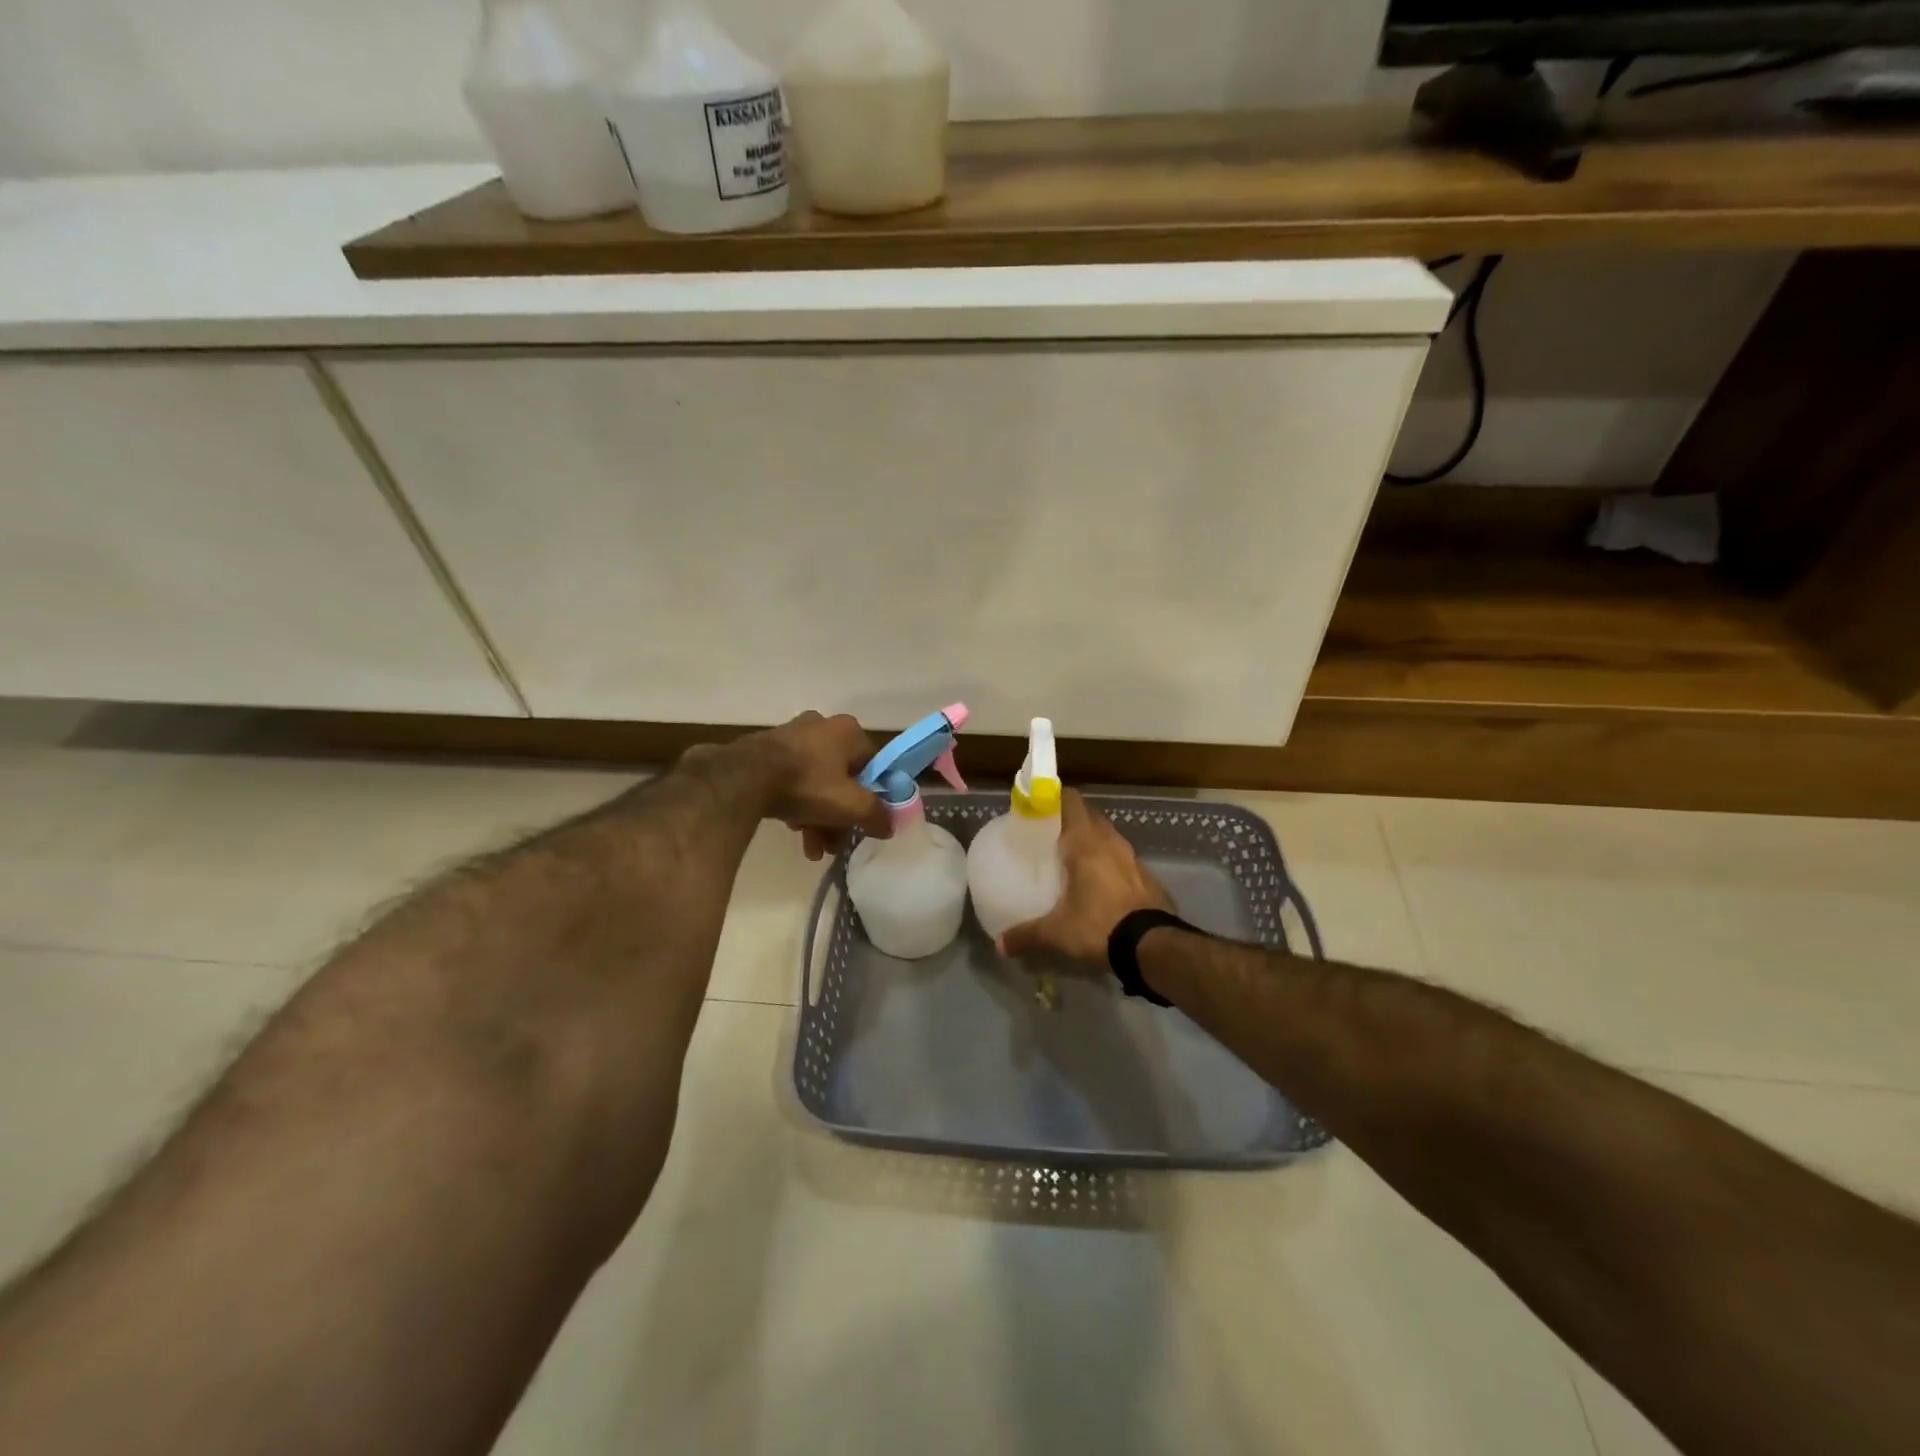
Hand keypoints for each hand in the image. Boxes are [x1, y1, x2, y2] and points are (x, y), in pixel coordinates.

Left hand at [747, 711, 892, 860]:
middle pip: (842, 778)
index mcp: (848, 731)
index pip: (872, 765)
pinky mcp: (766, 750)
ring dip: (818, 817)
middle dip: (839, 816)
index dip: (872, 797)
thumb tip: (889, 825)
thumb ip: (876, 815)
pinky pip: (791, 780)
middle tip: (834, 844)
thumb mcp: (851, 806)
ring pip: (816, 782)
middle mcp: (822, 726)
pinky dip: (796, 804)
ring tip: (811, 848)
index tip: (864, 822)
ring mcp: (791, 736)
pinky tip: (792, 829)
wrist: (744, 777)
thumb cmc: (808, 784)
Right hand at [1000, 789, 1174, 968]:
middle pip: (1090, 816)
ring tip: (1074, 859)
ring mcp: (1134, 858)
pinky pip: (1124, 859)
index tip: (1038, 808)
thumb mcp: (1057, 933)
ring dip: (1094, 841)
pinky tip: (1101, 885)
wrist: (1154, 947)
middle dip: (1072, 820)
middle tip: (1051, 836)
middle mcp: (1111, 842)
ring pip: (1109, 837)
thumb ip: (1027, 934)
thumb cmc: (1099, 926)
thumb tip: (1001, 945)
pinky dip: (1110, 863)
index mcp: (1086, 843)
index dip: (1055, 798)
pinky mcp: (1148, 877)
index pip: (1071, 801)